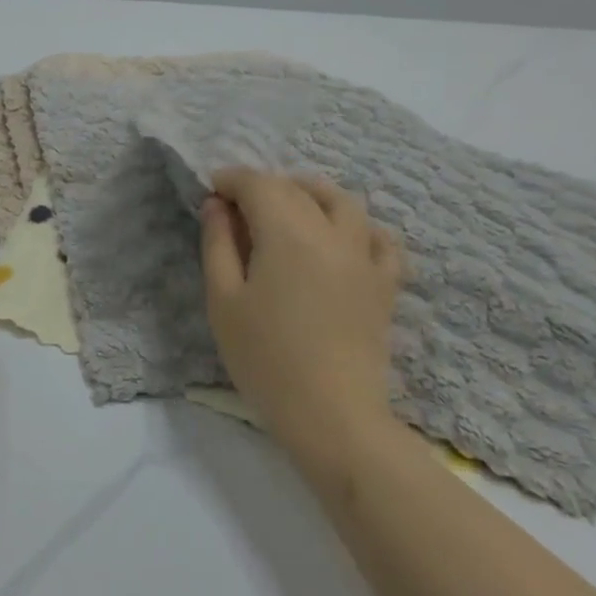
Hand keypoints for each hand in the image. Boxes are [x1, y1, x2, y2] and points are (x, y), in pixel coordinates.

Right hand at [199, 170, 401, 477]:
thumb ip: (218, 243)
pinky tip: (341, 238)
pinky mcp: (384, 285)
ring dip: (311, 194)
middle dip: (263, 187)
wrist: (332, 416)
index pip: (259, 184)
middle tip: (236, 208)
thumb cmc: (265, 358)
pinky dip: (358, 227)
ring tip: (288, 208)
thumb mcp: (223, 300)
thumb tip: (217, 205)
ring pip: (343, 203)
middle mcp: (332, 234)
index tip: (211, 191)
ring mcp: (364, 258)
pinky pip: (380, 239)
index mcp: (288, 234)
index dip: (232, 179)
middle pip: (297, 189)